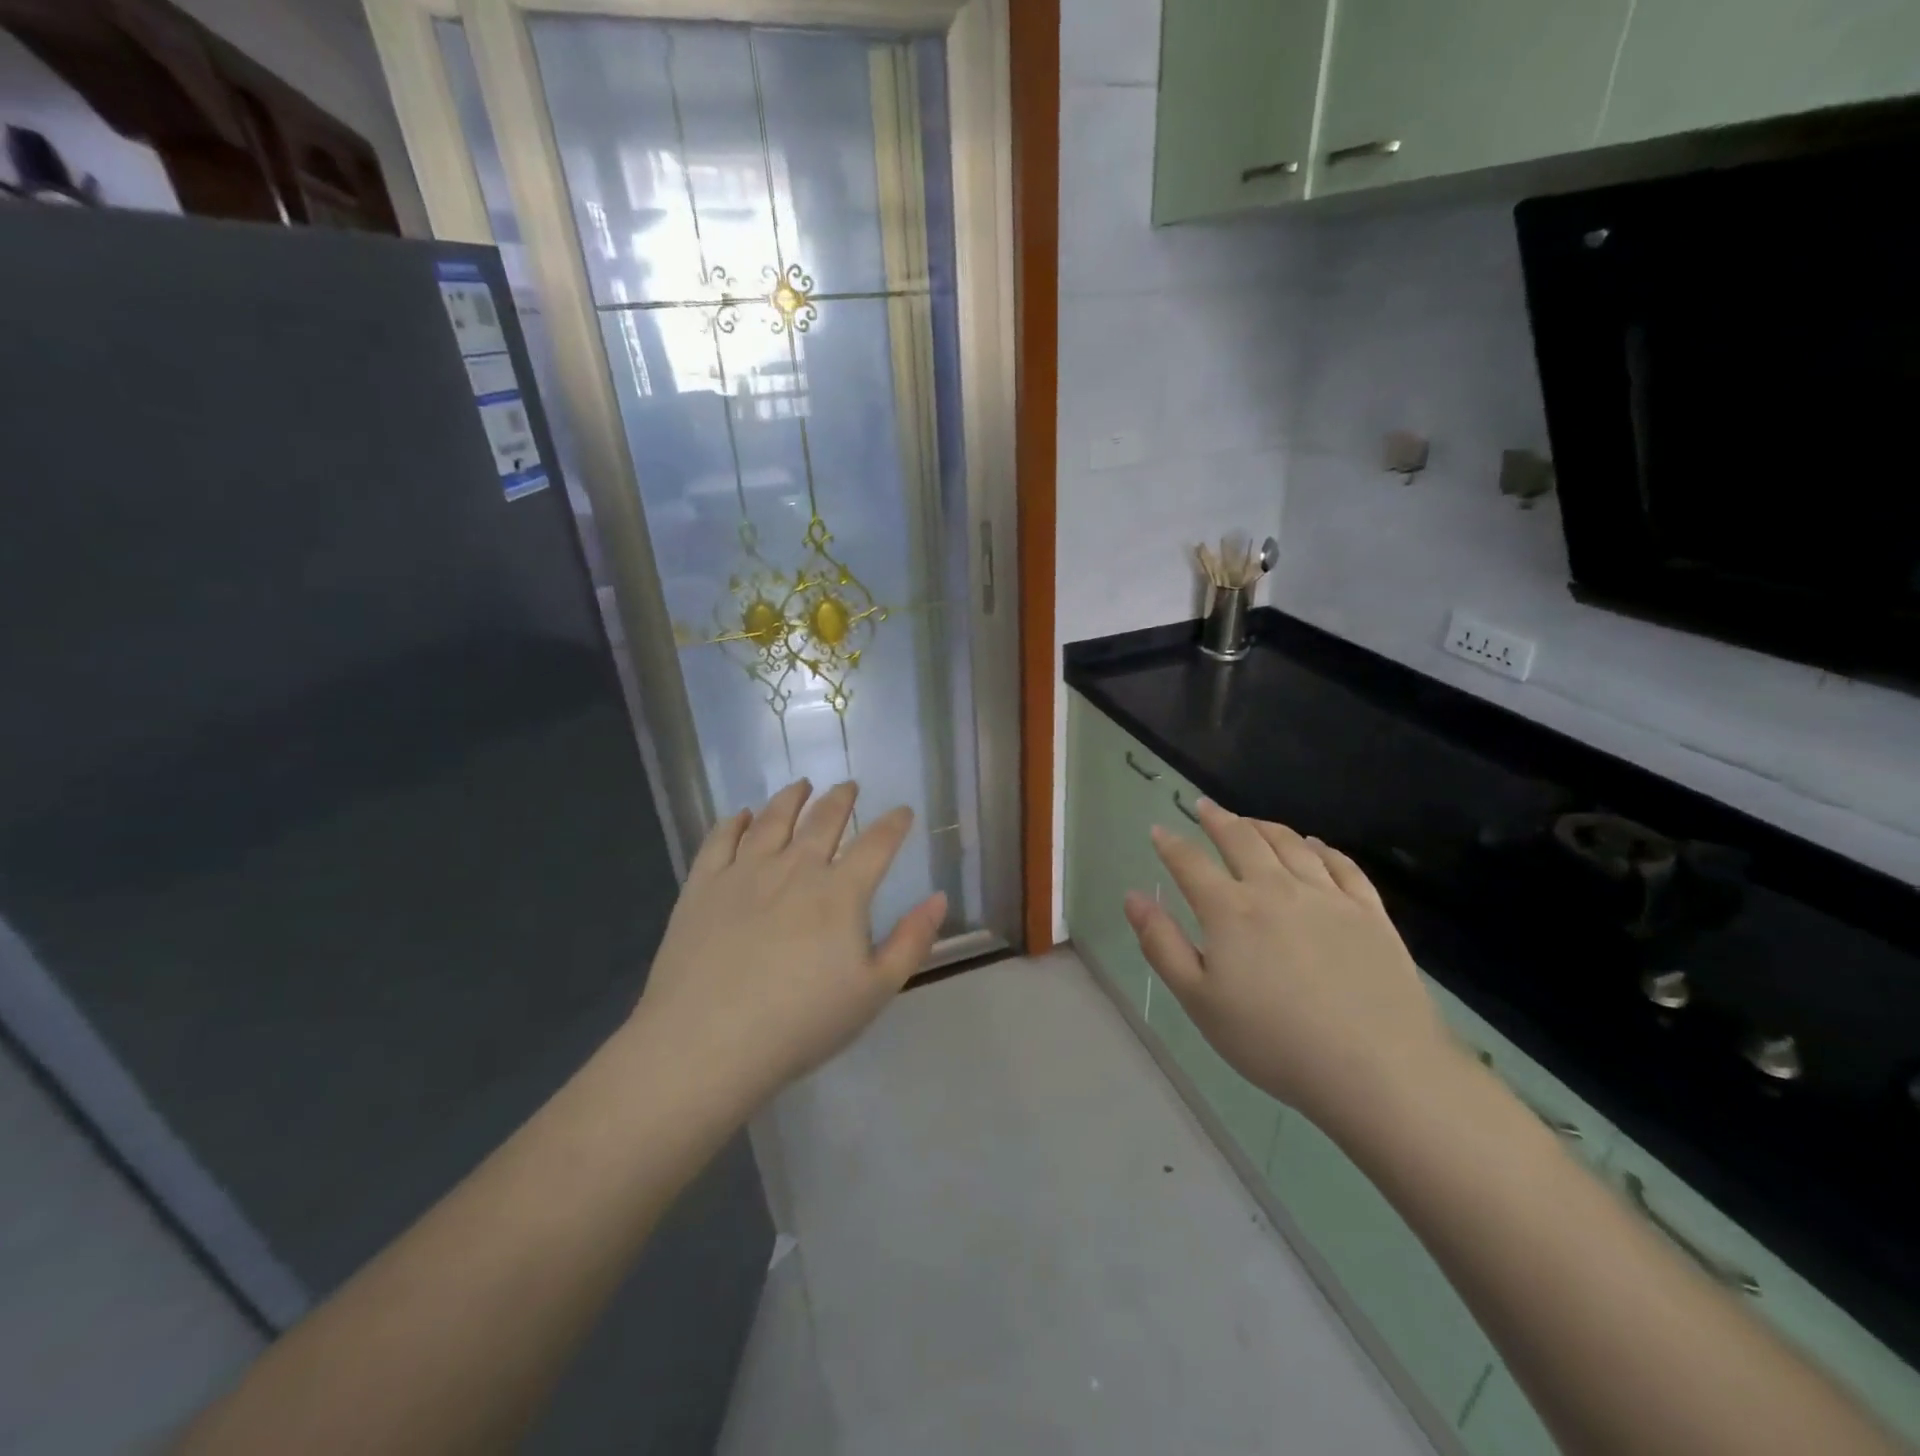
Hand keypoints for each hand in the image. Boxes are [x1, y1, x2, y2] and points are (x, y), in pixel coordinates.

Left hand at [632, 780, 945, 1108]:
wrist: (707, 1043)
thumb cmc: (801, 1023)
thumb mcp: (874, 991)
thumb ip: (911, 941)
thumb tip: (939, 897)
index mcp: (840, 892)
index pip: (876, 843)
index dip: (894, 823)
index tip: (902, 811)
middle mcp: (794, 868)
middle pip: (823, 820)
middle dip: (841, 798)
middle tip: (848, 786)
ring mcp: (744, 872)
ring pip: (772, 819)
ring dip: (791, 797)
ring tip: (801, 785)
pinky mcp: (702, 885)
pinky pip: (719, 839)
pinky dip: (734, 821)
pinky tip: (740, 815)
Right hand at [1123, 800, 1456, 1134]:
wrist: (1376, 1069)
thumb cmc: (1272, 1041)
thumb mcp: (1198, 1000)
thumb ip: (1162, 944)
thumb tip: (1133, 897)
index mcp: (1230, 910)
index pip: (1190, 863)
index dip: (1170, 844)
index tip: (1159, 830)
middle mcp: (1276, 889)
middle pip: (1242, 840)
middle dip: (1218, 819)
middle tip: (1205, 806)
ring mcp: (1327, 897)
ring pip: (1290, 844)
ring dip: (1265, 826)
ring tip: (1251, 821)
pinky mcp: (1369, 913)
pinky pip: (1342, 865)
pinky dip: (1321, 848)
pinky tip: (1314, 845)